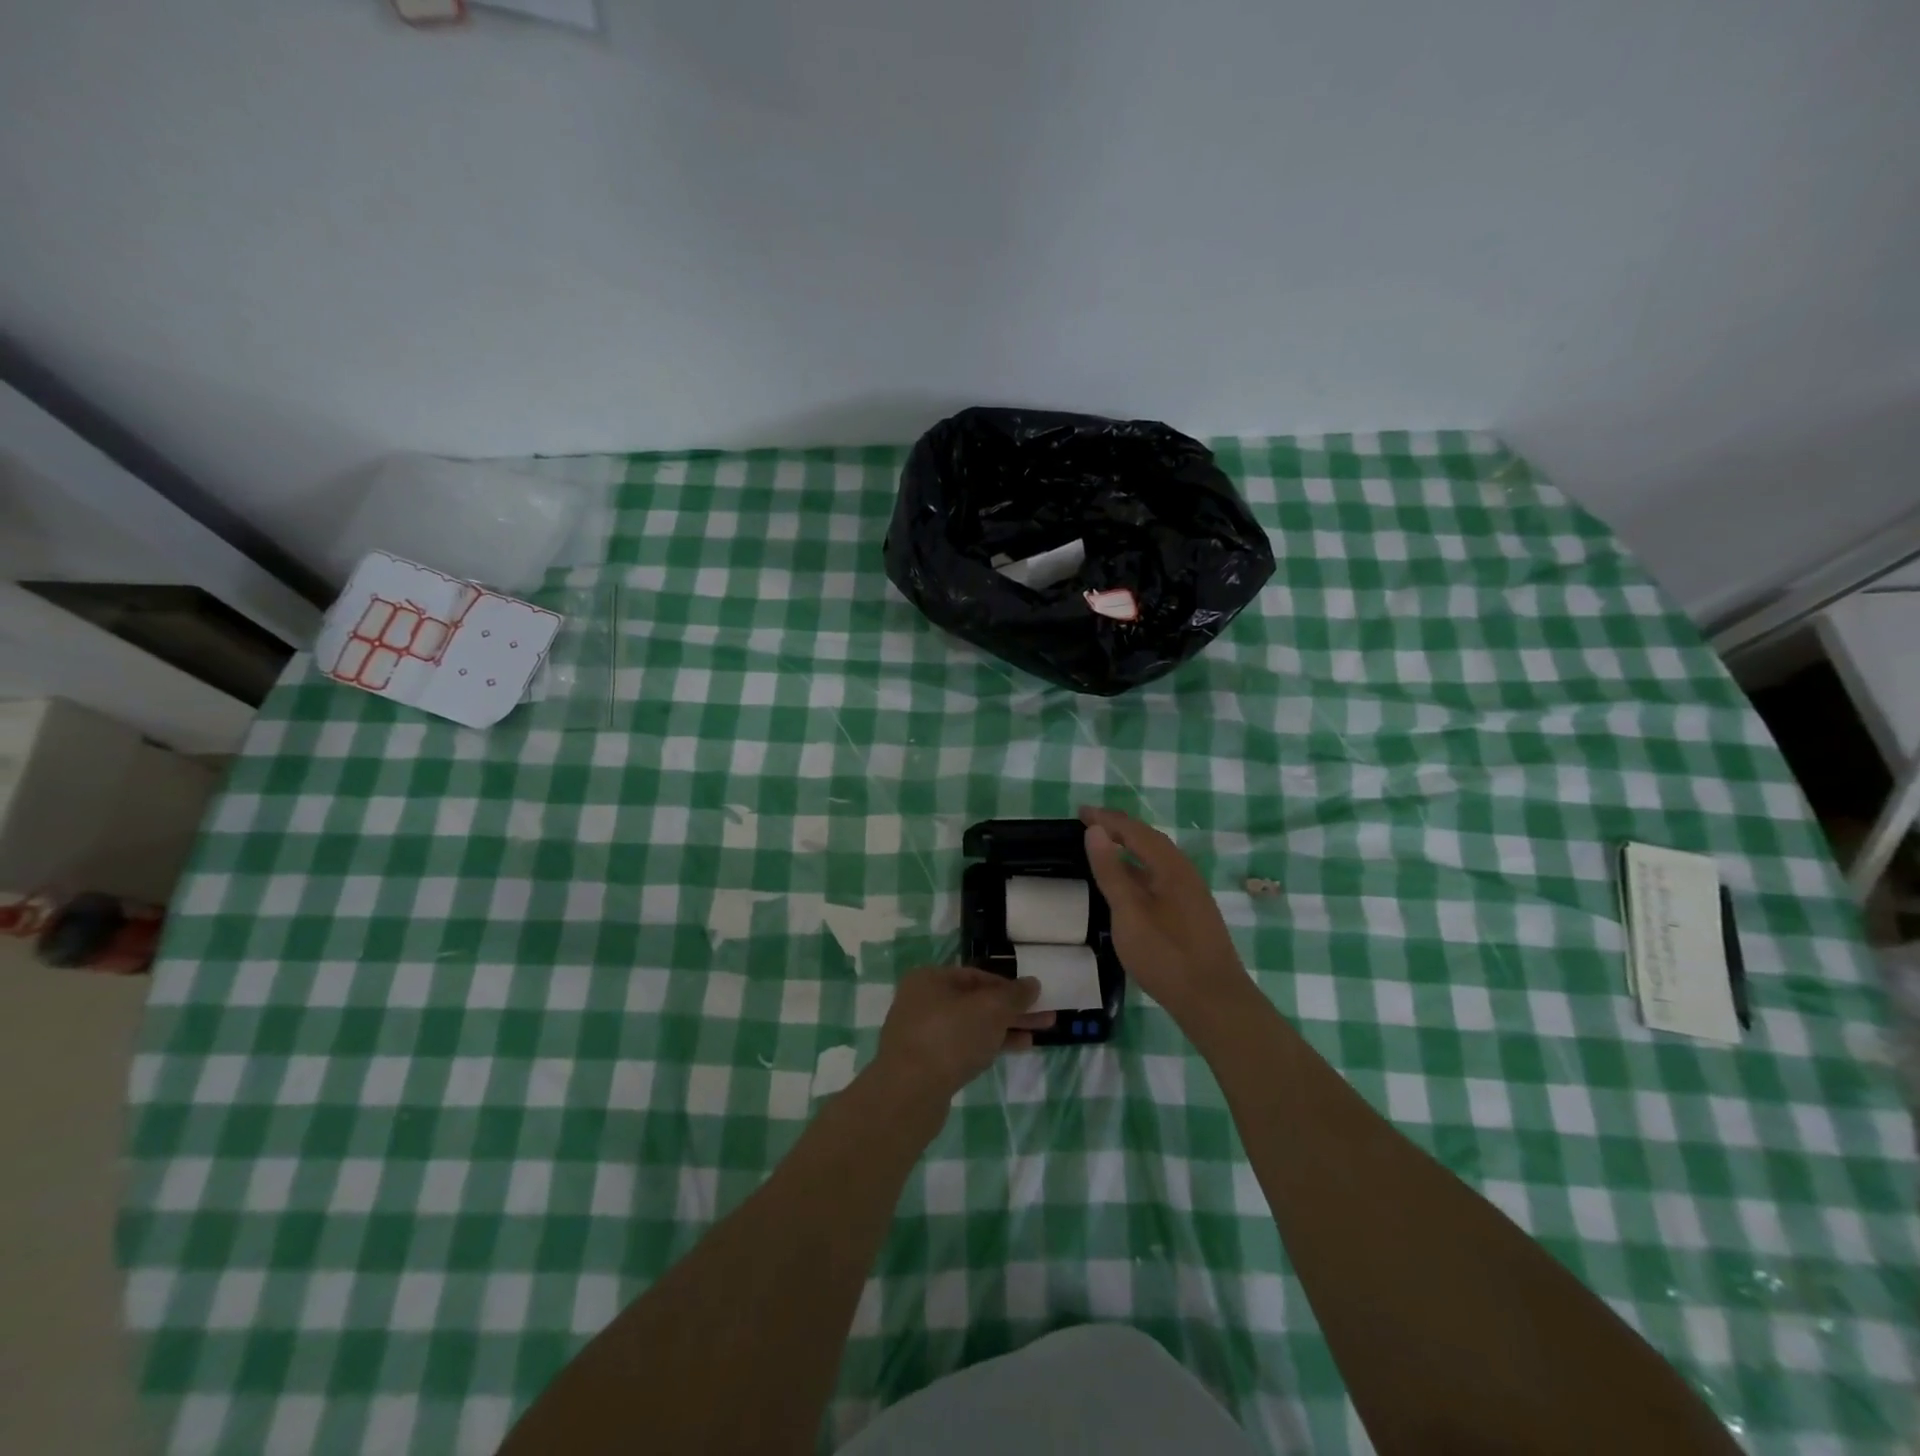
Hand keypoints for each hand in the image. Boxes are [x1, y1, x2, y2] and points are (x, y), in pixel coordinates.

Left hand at [873, 966, 1054, 1107]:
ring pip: (971, 1026)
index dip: (1008, 985)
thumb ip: (1014, 995)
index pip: (977, 975)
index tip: (1034, 998)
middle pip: (976, 1001)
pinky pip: (963, 1046)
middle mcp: (922, 1001)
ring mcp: (922, 1033)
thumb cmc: (950, 1038)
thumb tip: (1033, 984)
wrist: (908, 1094)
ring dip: (1004, 1029)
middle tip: (1045, 1018)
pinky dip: (988, 1046)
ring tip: (1036, 1036)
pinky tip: (1012, 1051)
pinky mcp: (926, 1063)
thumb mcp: (990, 1010)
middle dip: (1011, 1010)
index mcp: (930, 979)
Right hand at [1080, 806, 1255, 1028]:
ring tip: (1104, 849)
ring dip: (1130, 848)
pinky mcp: (1191, 913)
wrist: (1214, 1001)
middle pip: (1150, 840)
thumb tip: (1095, 830)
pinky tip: (1129, 885)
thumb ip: (1111, 871)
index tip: (1080, 812)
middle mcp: (1184, 872)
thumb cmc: (1166, 955)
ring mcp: (1191, 894)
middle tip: (1090, 825)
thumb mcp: (1129, 912)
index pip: (1135, 830)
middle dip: (1120, 829)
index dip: (1107, 819)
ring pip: (1157, 860)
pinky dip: (1139, 870)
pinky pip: (1160, 877)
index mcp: (1170, 866)